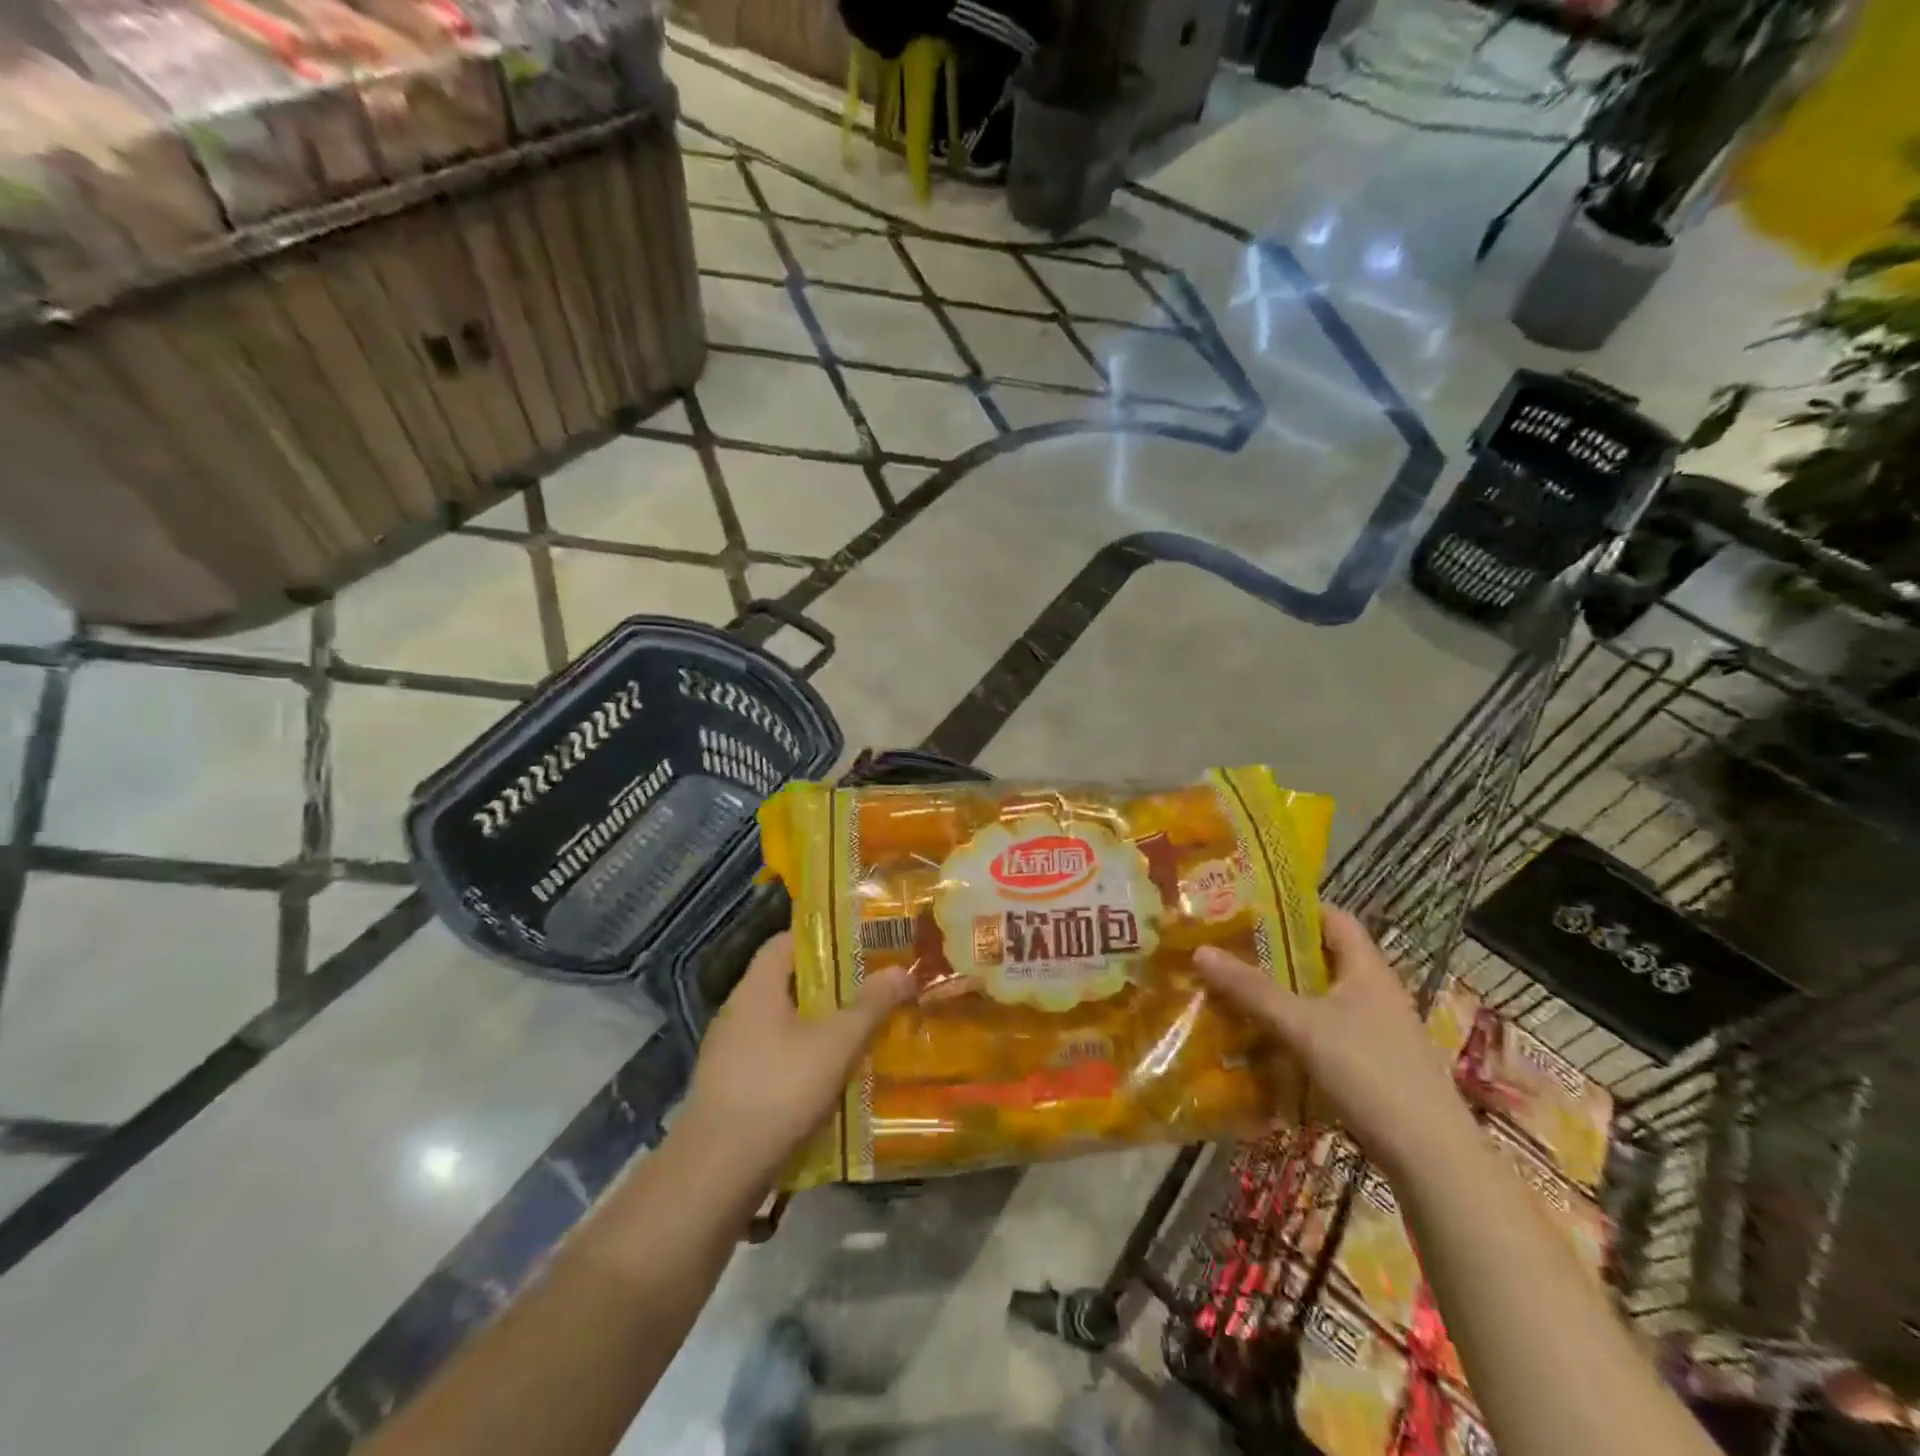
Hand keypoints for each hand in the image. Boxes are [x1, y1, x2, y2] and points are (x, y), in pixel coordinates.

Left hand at [679, 933, 916, 1185]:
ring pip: (782, 1023)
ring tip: (859, 1032)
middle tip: (870, 987)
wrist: (716, 1172)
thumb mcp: (836, 1044)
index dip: (821, 936)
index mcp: (756, 988)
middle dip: (829, 985)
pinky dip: (802, 1058)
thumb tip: (902, 970)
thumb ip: (870, 1006)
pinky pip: (773, 1057)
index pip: (785, 942)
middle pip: (787, 983)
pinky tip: (830, 1078)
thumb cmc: (779, 1090)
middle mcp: (737, 1011)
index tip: (859, 943)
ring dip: (817, 1026)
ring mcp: (729, 1052)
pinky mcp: (730, 1088)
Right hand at [1194, 904, 1474, 1179]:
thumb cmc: (1370, 1073)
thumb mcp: (1303, 1026)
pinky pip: (1326, 1034)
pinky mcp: (1374, 1067)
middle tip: (1230, 951)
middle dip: (1277, 954)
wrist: (1432, 1159)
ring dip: (1283, 995)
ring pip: (1321, 999)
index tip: (1250, 908)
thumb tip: (1200, 950)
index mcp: (1367, 970)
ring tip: (1237, 994)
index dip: (1295, 908)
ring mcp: (1378, 1032)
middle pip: (1322, 959)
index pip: (1334, 918)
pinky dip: (1295, 1031)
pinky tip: (1265, 1043)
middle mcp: (1376, 993)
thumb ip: (1252, 989)